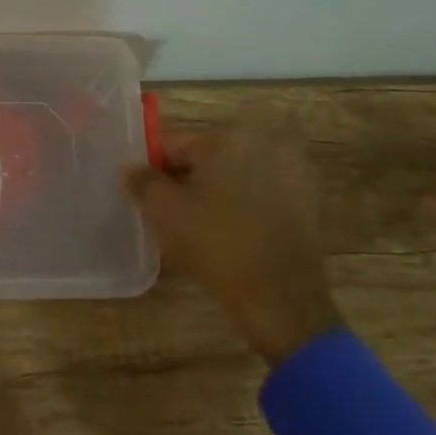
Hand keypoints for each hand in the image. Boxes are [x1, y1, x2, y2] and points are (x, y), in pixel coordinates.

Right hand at [121, 112, 342, 367]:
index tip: (144, 197)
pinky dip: (242, 207)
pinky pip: (259, 195)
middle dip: (185, 181)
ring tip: (197, 227)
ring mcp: (290, 172)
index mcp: (226, 137)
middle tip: (168, 213)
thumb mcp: (163, 211)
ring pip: (234, 177)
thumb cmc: (216, 243)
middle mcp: (262, 143)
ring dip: (214, 193)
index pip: (173, 145)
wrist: (281, 297)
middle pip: (206, 159)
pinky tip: (229, 235)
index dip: (153, 171)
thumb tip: (129, 170)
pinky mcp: (306, 202)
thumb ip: (141, 182)